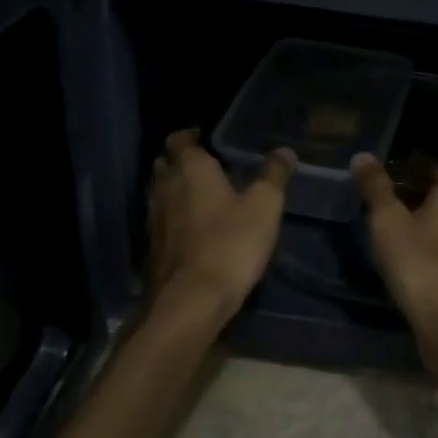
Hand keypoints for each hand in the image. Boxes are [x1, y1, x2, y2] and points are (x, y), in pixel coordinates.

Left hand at [148, 130, 294, 319]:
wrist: (191, 301)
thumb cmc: (230, 243)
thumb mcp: (264, 206)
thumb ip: (274, 175)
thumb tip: (284, 151)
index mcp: (190, 169)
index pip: (179, 139)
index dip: (189, 135)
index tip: (205, 137)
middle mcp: (164, 188)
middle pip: (165, 165)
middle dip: (181, 162)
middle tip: (207, 166)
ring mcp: (154, 219)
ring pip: (160, 193)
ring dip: (175, 190)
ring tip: (202, 196)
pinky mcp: (152, 248)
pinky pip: (161, 221)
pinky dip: (174, 218)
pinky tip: (193, 228)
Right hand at [352, 154, 437, 376]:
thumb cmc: (419, 262)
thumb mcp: (388, 220)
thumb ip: (376, 187)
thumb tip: (363, 156)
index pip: (436, 168)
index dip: (412, 164)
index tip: (387, 167)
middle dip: (411, 190)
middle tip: (379, 193)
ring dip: (415, 218)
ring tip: (383, 222)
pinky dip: (421, 242)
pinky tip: (399, 253)